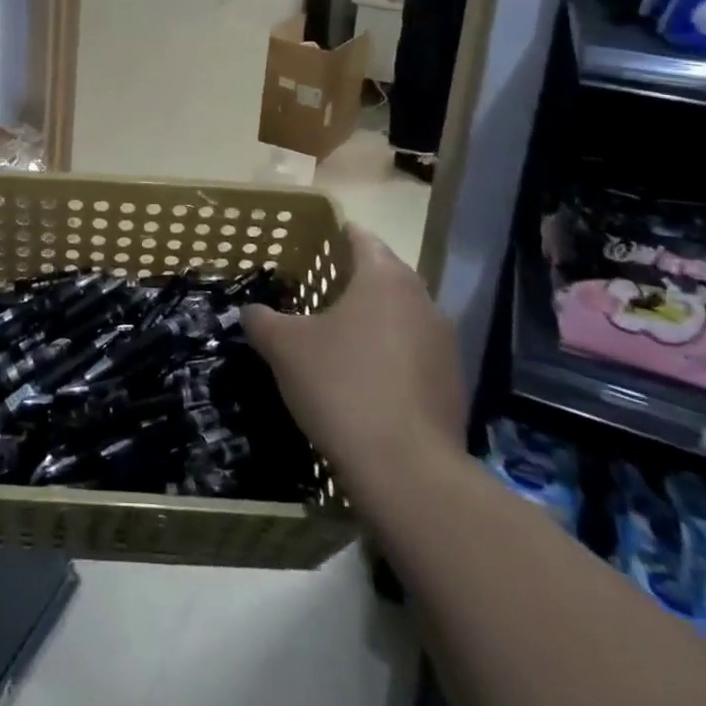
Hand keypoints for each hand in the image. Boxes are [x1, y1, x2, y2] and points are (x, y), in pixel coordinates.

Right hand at [243, 225, 465, 493]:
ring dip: (376, 318)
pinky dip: (393, 354)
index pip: (362, 238)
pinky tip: (367, 378)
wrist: (406, 470)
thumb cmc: (341, 386)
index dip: (338, 235)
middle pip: (387, 274)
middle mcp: (422, 300)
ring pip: (404, 314)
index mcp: (384, 278)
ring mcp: (444, 343)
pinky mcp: (454, 383)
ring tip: (341, 335)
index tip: (317, 243)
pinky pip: (416, 352)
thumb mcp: (283, 348)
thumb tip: (251, 312)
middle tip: (321, 289)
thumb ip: (262, 320)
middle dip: (356, 278)